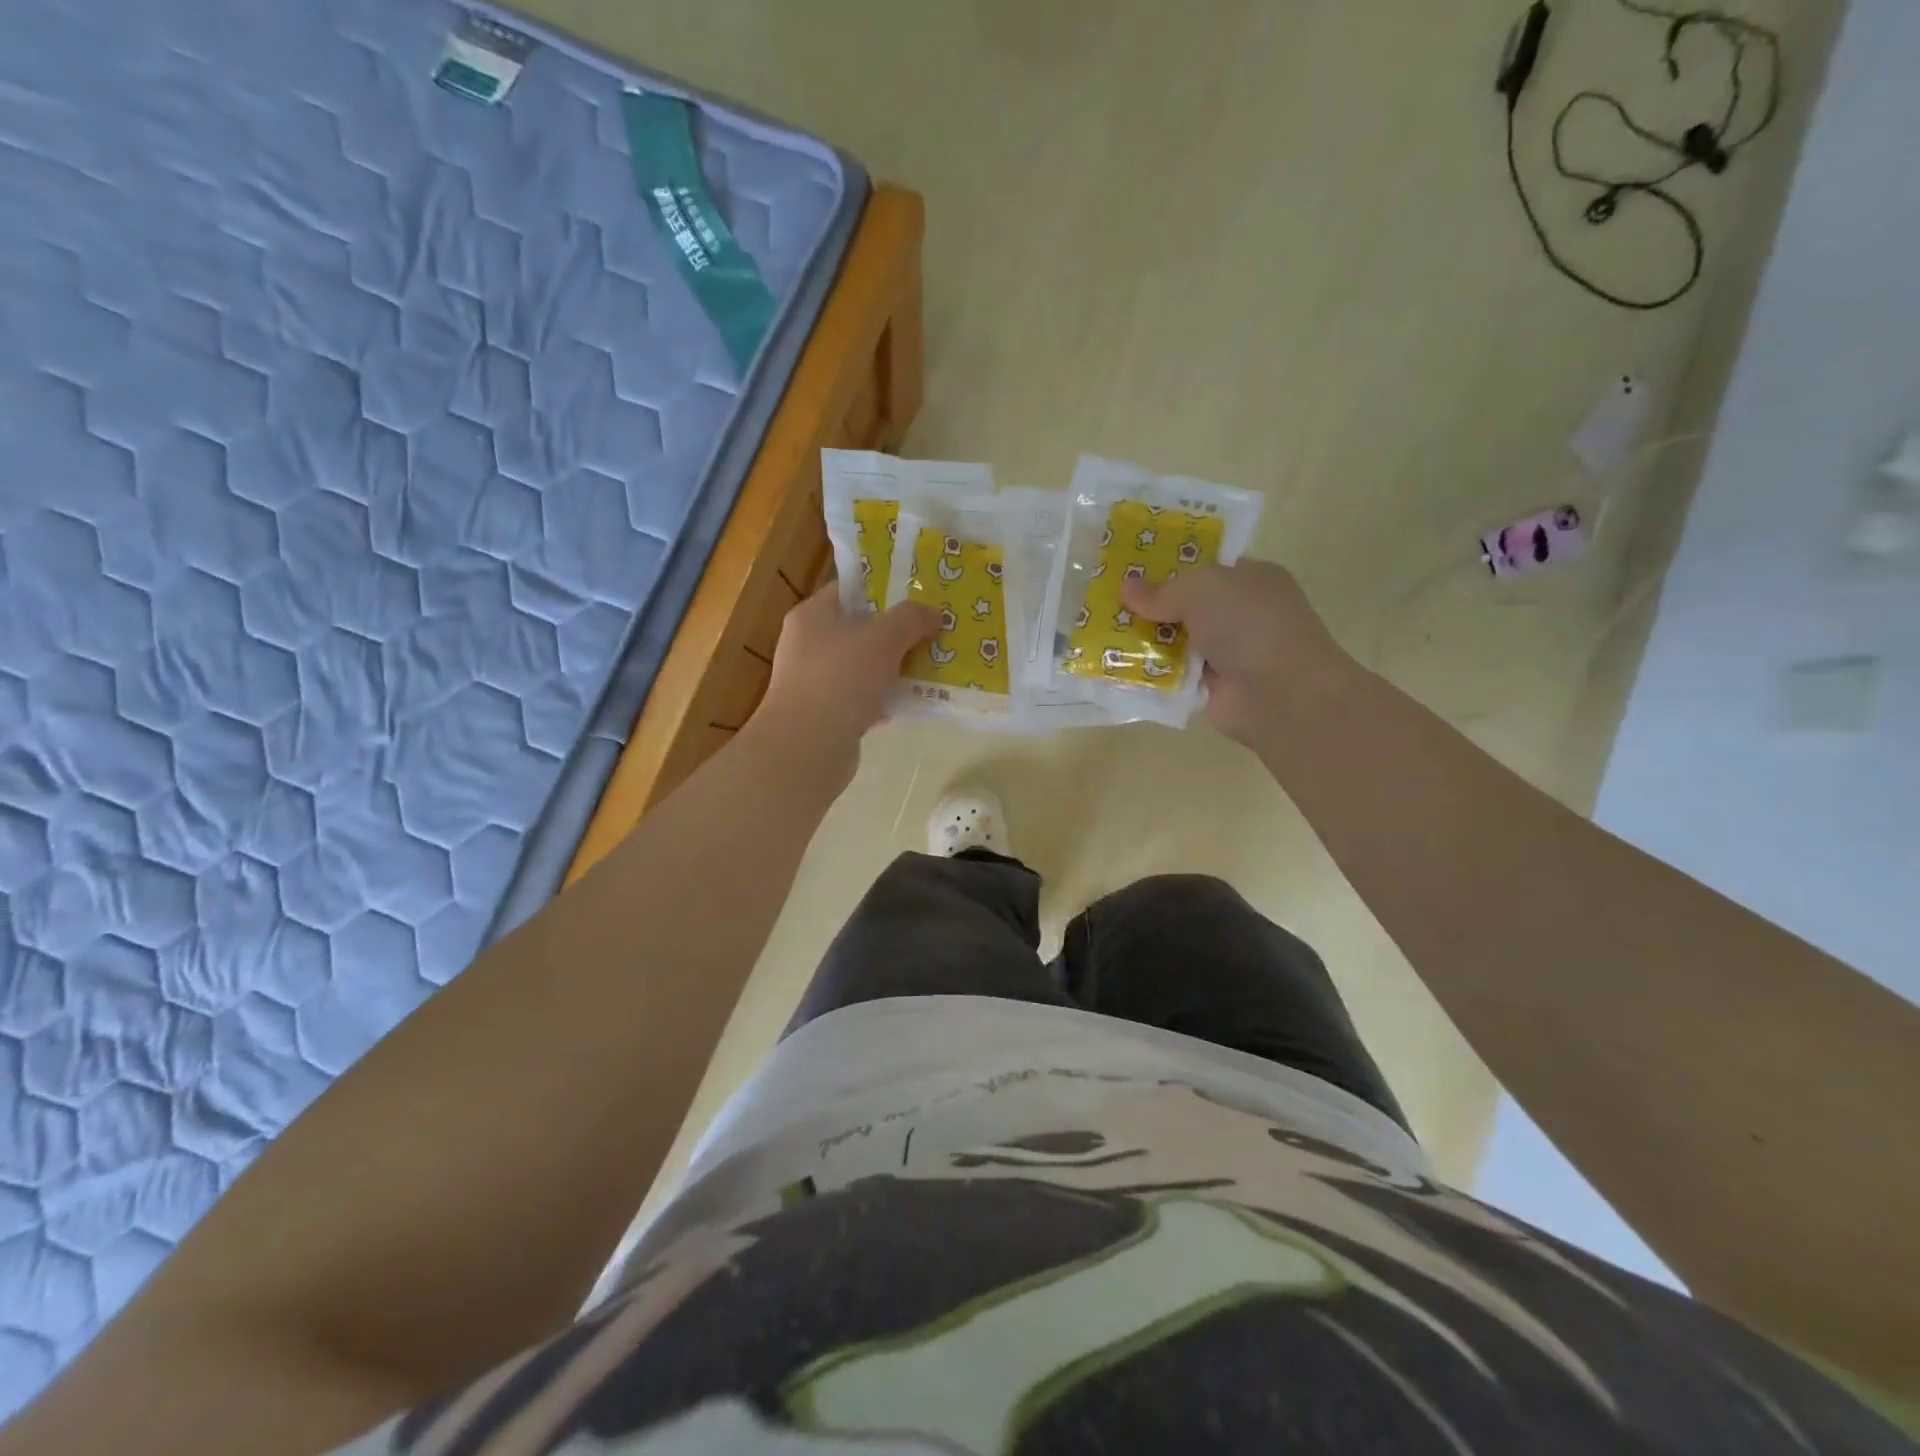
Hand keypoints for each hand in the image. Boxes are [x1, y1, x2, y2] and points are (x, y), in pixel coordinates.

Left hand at [753, 585, 938, 764]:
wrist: (809, 745)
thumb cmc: (842, 676)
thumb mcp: (884, 636)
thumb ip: (912, 618)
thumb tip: (935, 613)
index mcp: (813, 615)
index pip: (850, 591)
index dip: (885, 590)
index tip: (919, 597)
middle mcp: (808, 645)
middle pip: (860, 630)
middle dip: (898, 634)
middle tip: (933, 634)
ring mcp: (815, 682)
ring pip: (864, 668)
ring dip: (895, 670)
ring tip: (932, 669)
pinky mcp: (825, 716)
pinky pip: (863, 700)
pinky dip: (886, 701)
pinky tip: (913, 704)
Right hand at [1121, 559, 1352, 746]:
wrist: (1279, 693)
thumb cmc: (1248, 624)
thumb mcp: (1201, 590)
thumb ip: (1161, 590)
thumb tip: (1125, 586)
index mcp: (1250, 579)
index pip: (1206, 567)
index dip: (1169, 567)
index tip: (1130, 569)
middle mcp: (1241, 614)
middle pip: (1186, 605)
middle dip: (1149, 605)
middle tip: (1105, 602)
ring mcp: (1227, 652)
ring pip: (1175, 641)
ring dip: (1144, 640)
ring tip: (1100, 632)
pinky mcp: (1211, 687)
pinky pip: (1172, 674)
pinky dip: (1150, 672)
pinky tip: (1116, 666)